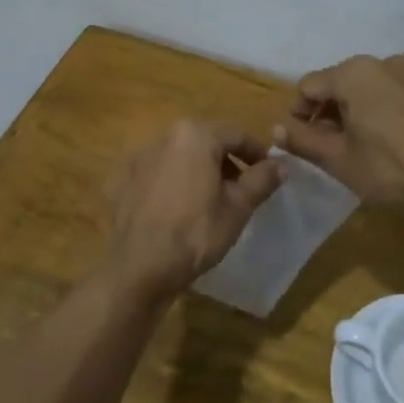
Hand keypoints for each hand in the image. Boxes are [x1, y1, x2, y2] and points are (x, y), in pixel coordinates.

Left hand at [104, 120, 285, 300]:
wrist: (141, 267)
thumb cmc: (196, 233)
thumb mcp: (238, 207)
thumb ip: (261, 180)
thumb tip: (280, 165)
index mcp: (194, 135)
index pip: (236, 135)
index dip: (256, 153)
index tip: (269, 172)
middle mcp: (164, 137)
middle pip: (205, 142)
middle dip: (226, 162)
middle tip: (242, 188)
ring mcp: (139, 158)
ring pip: (180, 157)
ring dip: (199, 171)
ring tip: (212, 200)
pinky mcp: (123, 180)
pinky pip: (157, 174)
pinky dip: (173, 183)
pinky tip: (179, 209)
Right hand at [275, 45, 403, 204]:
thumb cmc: (393, 172)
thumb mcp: (340, 162)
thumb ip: (303, 141)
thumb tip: (275, 127)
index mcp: (351, 76)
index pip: (309, 86)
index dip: (300, 112)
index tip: (304, 137)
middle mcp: (382, 60)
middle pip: (345, 80)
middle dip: (335, 106)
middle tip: (339, 139)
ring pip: (381, 75)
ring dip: (372, 96)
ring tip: (380, 128)